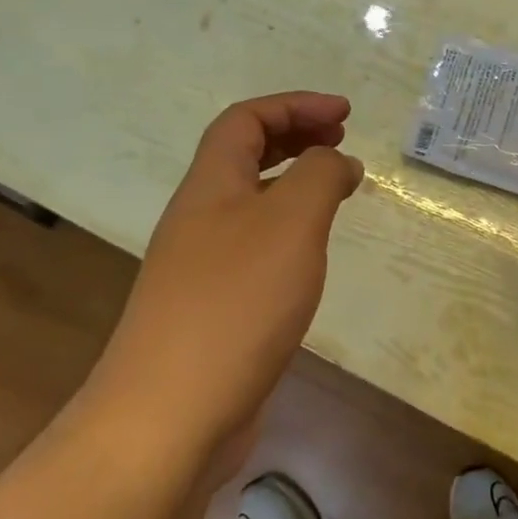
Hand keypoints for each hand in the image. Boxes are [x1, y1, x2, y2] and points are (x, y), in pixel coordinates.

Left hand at [89, 92, 363, 479]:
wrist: (172, 413)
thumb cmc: (236, 303)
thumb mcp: (291, 223)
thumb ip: (319, 177)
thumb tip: (337, 161)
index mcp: (210, 186)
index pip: (245, 120)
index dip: (294, 106)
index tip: (346, 114)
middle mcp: (198, 218)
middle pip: (241, 156)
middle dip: (293, 137)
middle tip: (341, 142)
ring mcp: (200, 266)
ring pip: (248, 204)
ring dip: (291, 185)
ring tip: (334, 192)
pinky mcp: (212, 309)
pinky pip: (253, 248)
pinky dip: (286, 234)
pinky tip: (309, 257)